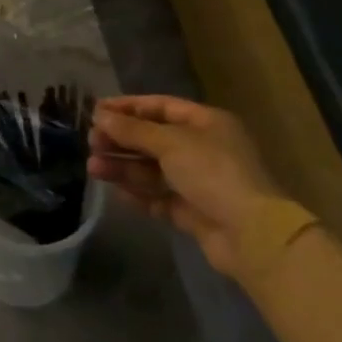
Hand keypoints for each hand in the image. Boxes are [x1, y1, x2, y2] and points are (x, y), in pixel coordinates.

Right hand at [88, 96, 281, 275]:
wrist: (250, 234)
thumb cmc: (212, 173)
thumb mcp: (170, 143)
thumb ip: (132, 129)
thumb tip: (100, 115)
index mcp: (206, 123)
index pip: (161, 107)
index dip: (128, 107)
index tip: (96, 110)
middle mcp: (202, 148)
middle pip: (153, 138)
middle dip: (121, 139)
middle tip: (91, 142)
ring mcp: (198, 182)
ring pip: (152, 169)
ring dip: (123, 166)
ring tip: (93, 168)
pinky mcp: (192, 211)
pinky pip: (158, 197)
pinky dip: (137, 192)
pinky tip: (115, 191)